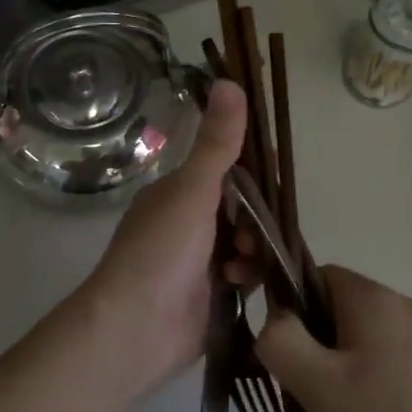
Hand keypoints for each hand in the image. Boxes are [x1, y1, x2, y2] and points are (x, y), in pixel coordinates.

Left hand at [73, 80, 247, 394]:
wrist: (134, 330)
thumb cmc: (159, 253)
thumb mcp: (192, 192)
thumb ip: (217, 143)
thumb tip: (230, 81)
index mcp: (178, 192)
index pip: (226, 167)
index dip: (253, 168)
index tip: (277, 174)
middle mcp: (187, 221)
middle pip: (241, 206)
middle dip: (255, 217)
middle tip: (255, 230)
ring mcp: (198, 259)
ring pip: (246, 240)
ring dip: (252, 247)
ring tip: (242, 261)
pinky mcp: (210, 293)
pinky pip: (243, 273)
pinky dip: (246, 274)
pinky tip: (240, 282)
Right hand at [256, 266, 411, 411]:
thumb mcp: (319, 384)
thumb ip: (280, 342)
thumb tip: (273, 320)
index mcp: (368, 296)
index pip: (310, 273)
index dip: (284, 301)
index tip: (277, 343)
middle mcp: (397, 302)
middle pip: (333, 303)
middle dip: (309, 337)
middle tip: (302, 382)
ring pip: (357, 332)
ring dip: (335, 358)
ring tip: (333, 405)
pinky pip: (383, 352)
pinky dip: (364, 372)